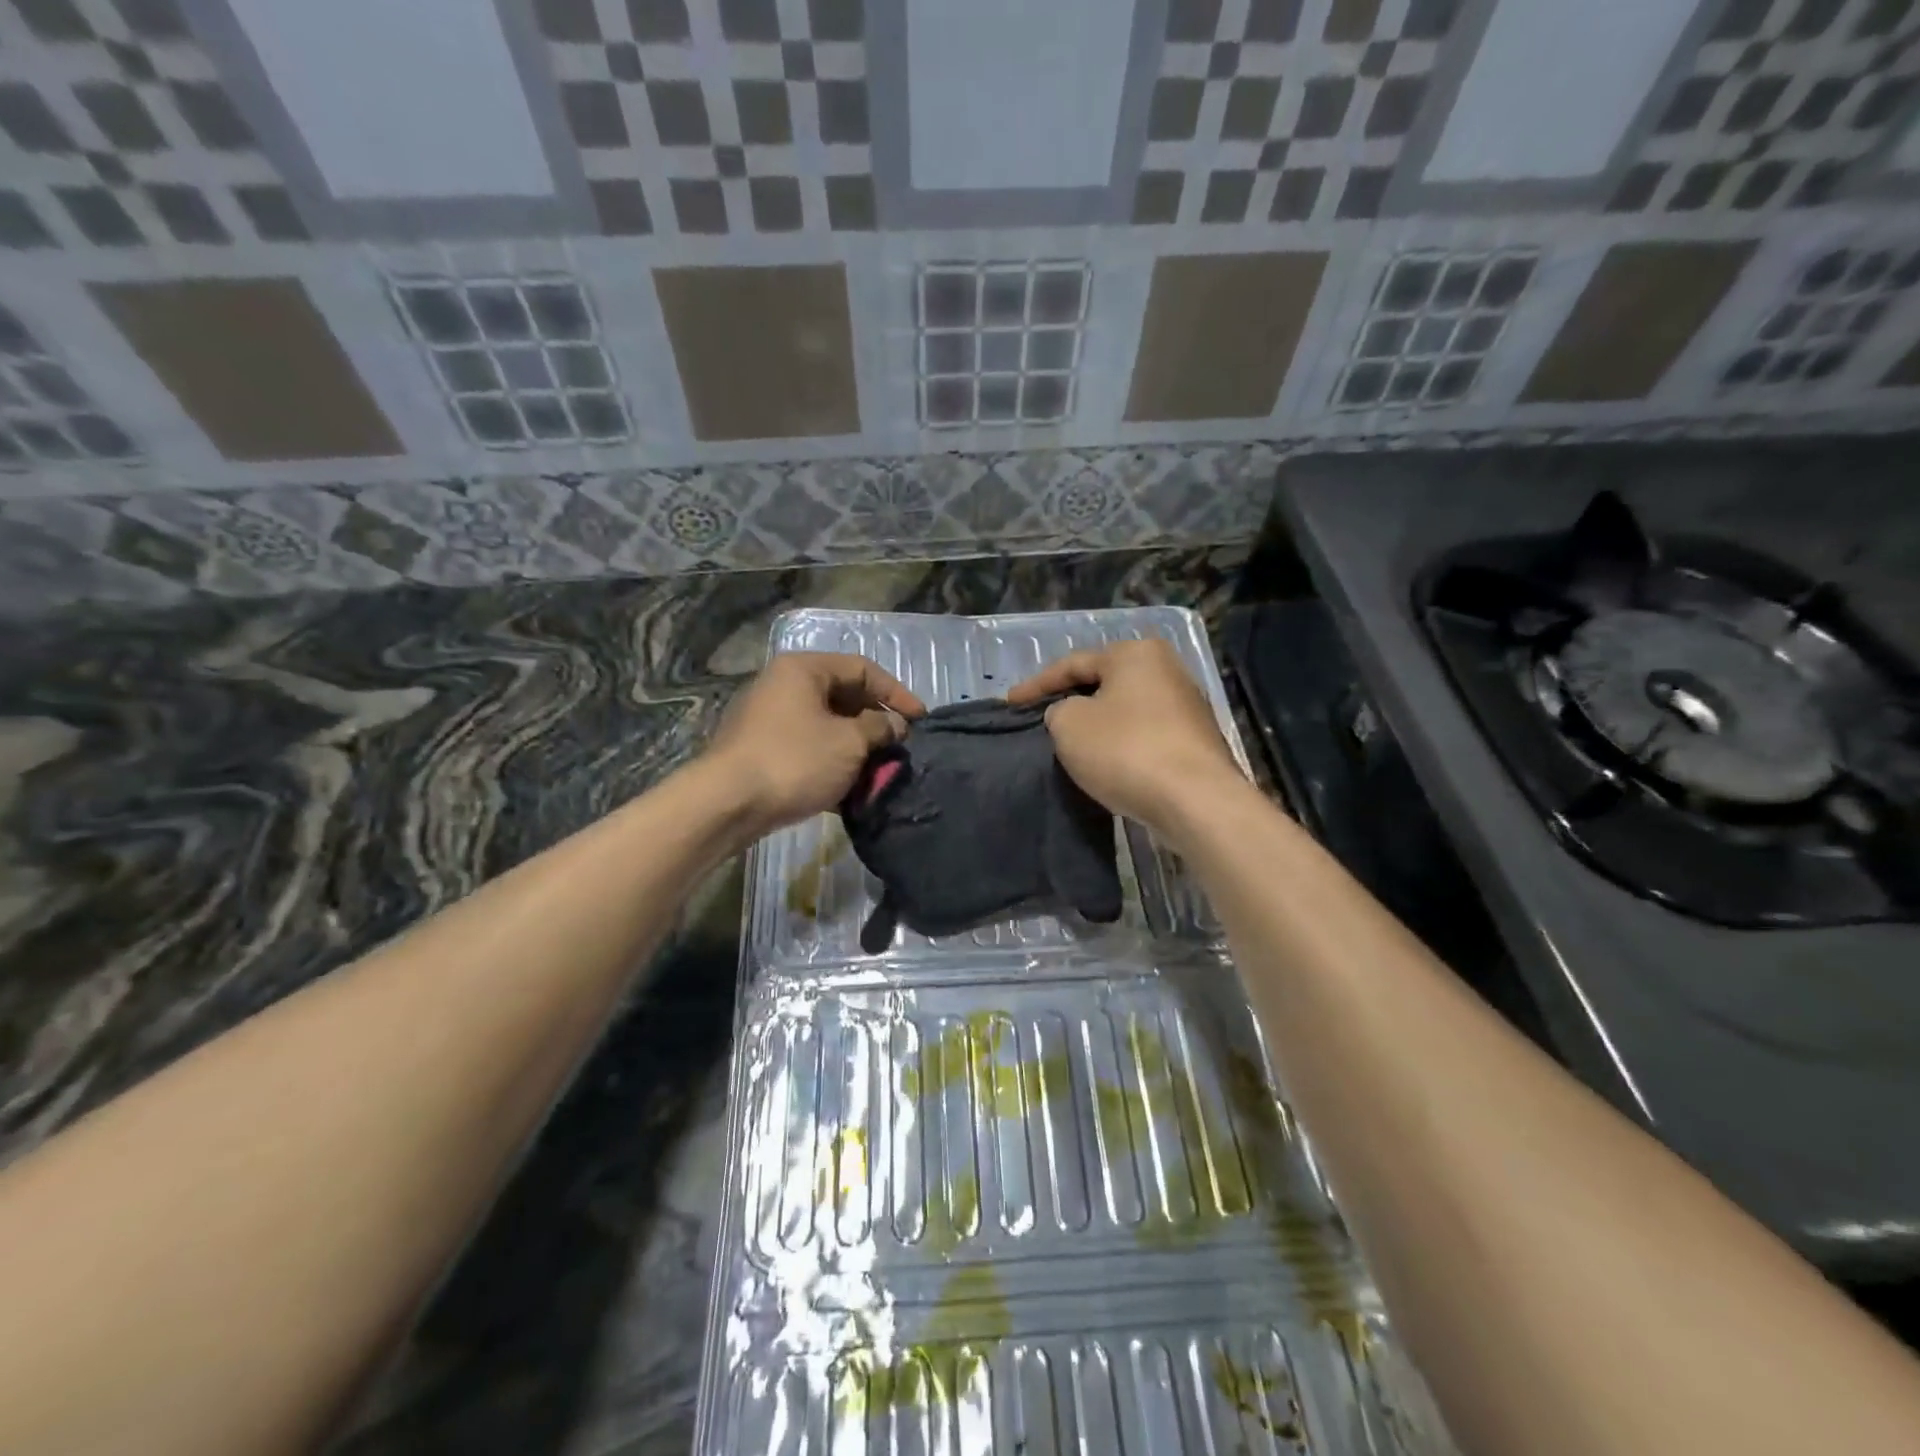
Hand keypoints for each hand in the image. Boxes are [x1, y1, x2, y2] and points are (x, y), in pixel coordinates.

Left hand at [705, 652, 925, 833]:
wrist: (729, 804)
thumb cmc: (796, 760)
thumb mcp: (849, 742)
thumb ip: (880, 728)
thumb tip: (895, 726)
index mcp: (804, 669)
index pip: (863, 669)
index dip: (896, 693)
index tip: (921, 720)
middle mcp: (784, 685)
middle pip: (844, 695)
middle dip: (876, 722)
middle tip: (901, 746)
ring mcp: (770, 718)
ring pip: (827, 725)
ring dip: (857, 746)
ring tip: (880, 770)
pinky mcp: (763, 749)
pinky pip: (809, 747)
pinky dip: (833, 762)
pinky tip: (851, 787)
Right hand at [1006, 639, 1243, 836]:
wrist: (1196, 801)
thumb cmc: (1125, 751)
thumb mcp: (1069, 725)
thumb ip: (1059, 710)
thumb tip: (1072, 714)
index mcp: (1135, 653)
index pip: (1073, 663)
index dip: (1036, 685)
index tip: (1009, 703)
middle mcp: (1167, 669)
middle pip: (1105, 683)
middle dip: (1071, 700)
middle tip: (1041, 718)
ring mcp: (1188, 706)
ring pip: (1126, 710)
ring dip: (1098, 724)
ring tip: (1071, 741)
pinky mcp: (1196, 741)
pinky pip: (1145, 735)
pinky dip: (1121, 744)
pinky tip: (1107, 761)